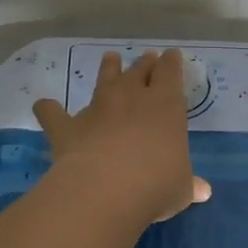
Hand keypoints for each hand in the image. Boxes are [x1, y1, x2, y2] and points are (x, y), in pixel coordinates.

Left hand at [33, 49, 211, 224]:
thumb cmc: (157, 184)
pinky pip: (54, 113)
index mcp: (166, 106)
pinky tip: (44, 105)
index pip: (171, 74)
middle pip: (139, 71)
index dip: (172, 63)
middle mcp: (132, 98)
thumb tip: (203, 191)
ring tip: (110, 58)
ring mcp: (98, 109)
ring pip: (104, 80)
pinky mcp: (68, 127)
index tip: (173, 56)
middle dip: (145, 63)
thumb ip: (189, 184)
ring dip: (108, 68)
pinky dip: (49, 109)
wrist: (106, 189)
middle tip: (148, 57)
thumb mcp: (181, 188)